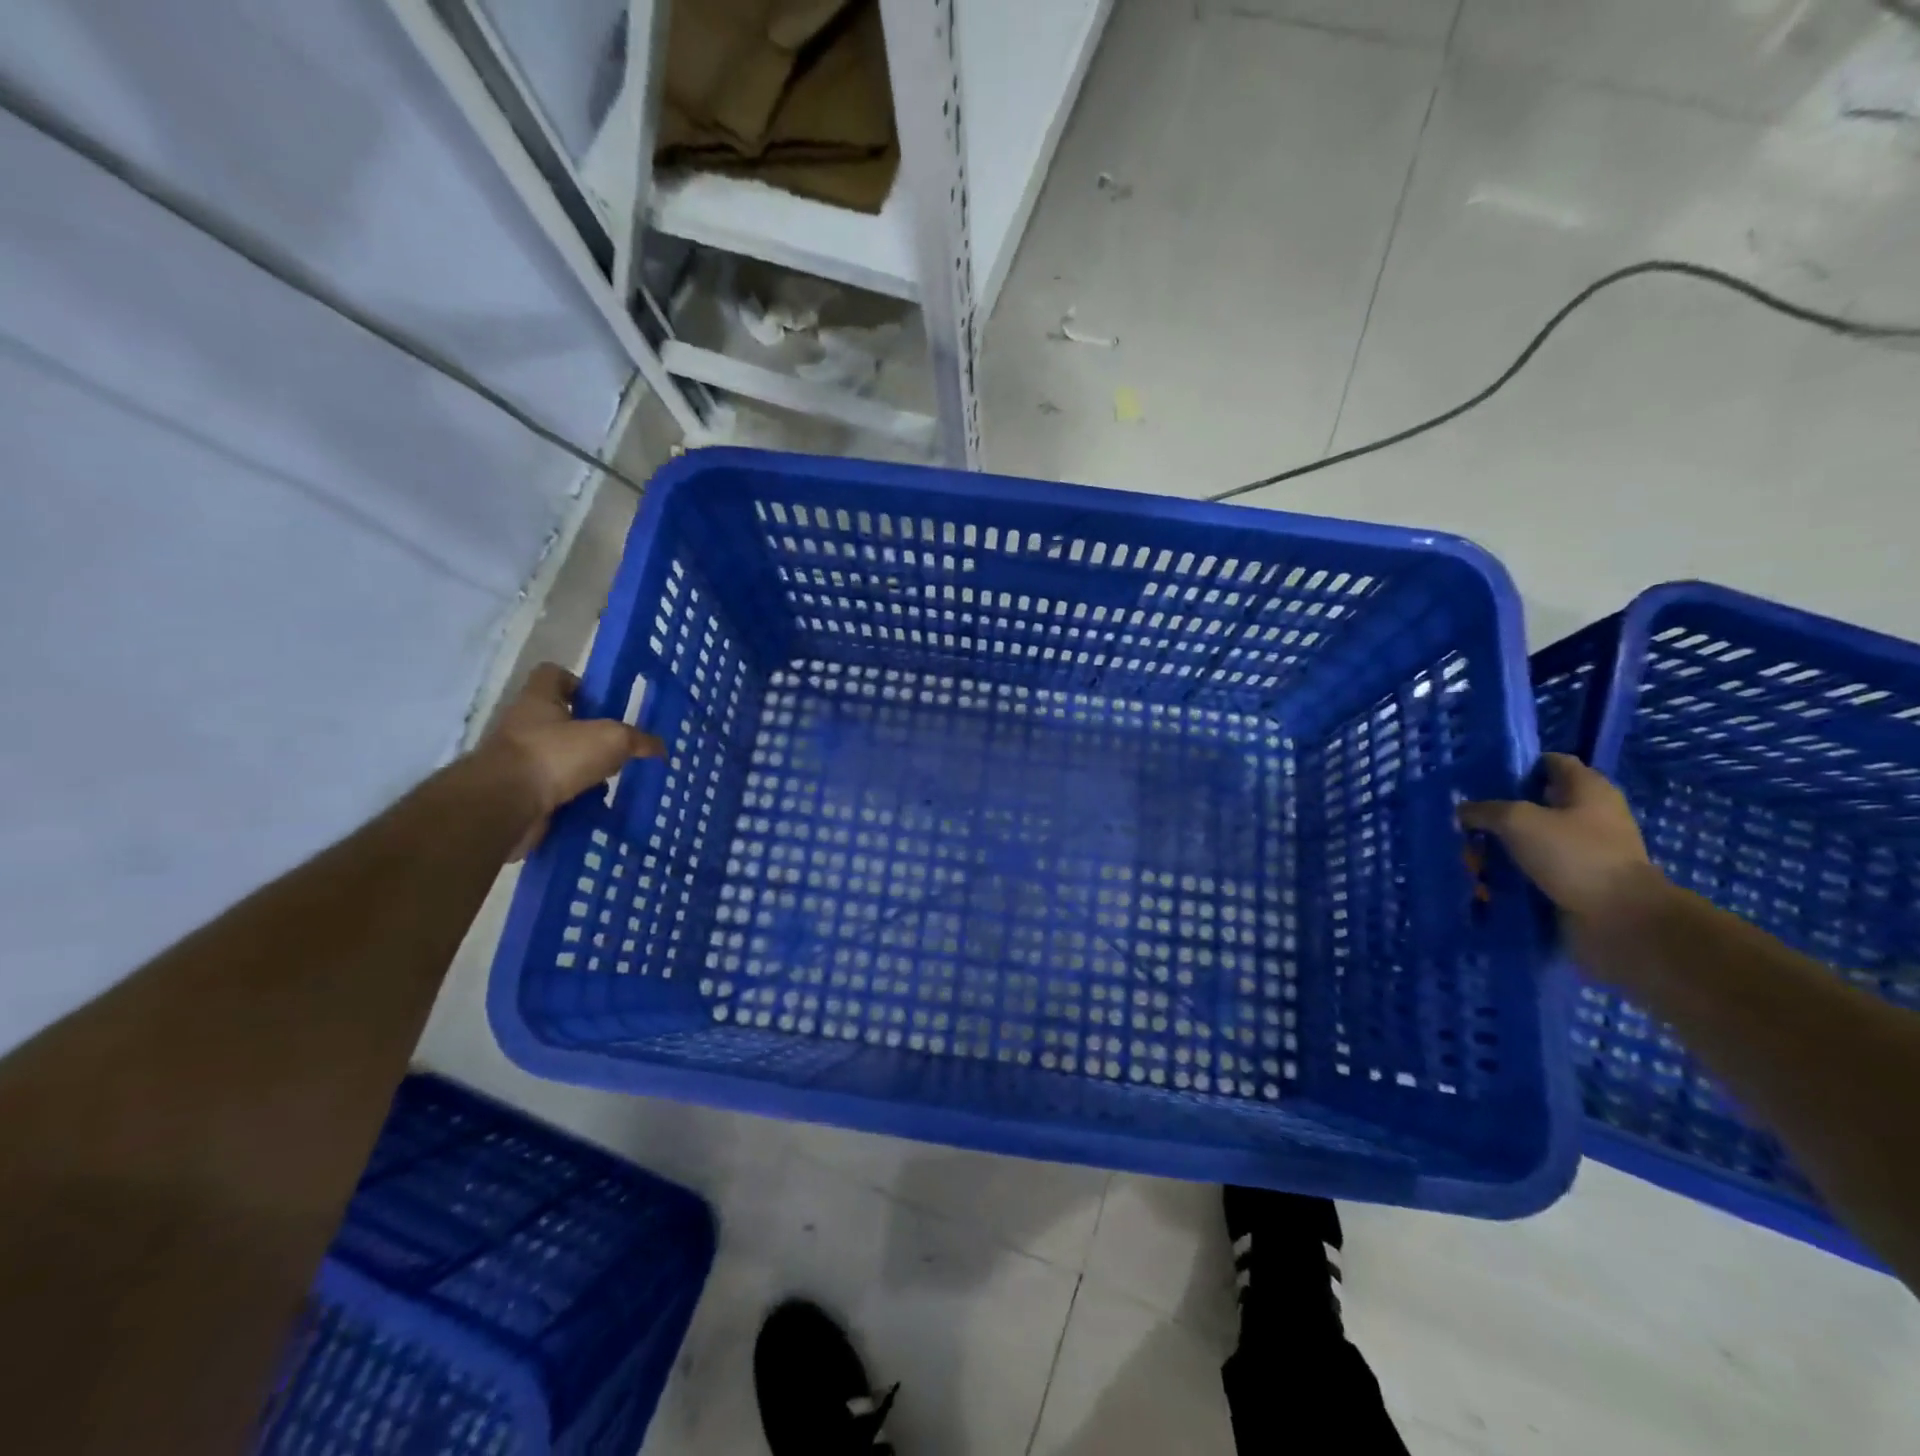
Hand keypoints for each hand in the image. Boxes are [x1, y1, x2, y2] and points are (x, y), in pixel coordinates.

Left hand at [481, 663, 664, 858]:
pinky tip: (596, 807)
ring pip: (557, 760)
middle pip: (558, 721)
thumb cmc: (556, 755)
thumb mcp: (612, 739)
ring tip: (611, 781)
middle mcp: (523, 726)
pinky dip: (573, 800)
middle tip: (617, 747)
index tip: (602, 703)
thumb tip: (660, 748)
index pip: (553, 675)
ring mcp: (517, 762)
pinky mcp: (518, 795)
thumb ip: (638, 740)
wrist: (505, 806)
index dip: (578, 683)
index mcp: (539, 701)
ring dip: (582, 771)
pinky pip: (552, 793)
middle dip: (587, 735)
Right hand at [1460, 754, 1669, 963]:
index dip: (1518, 766)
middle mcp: (1591, 814)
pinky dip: (1513, 873)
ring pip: (1532, 839)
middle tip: (1467, 821)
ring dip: (1502, 847)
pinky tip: (1487, 880)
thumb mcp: (1517, 821)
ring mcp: (1586, 850)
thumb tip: (1464, 811)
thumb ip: (1485, 810)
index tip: (1483, 778)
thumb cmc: (1574, 855)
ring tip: (1469, 857)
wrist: (1621, 920)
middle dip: (1500, 812)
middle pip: (1537, 803)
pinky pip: (1537, 869)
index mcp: (1587, 789)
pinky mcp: (1579, 880)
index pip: (1551, 762)